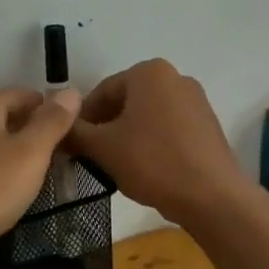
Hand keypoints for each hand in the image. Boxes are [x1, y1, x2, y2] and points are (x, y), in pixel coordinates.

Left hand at [0, 88, 82, 258]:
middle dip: (33, 137)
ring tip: (36, 183)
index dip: (53, 114)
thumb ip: (52, 121)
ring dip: (15, 158)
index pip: (27, 96)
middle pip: (7, 118)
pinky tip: (5, 196)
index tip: (73, 141)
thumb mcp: (30, 153)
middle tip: (59, 165)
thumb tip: (70, 91)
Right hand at [66, 59, 246, 224]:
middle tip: (91, 156)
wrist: (212, 196)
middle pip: (125, 102)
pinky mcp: (207, 125)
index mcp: (148, 72)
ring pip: (146, 116)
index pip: (101, 92)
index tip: (72, 145)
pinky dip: (151, 143)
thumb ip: (74, 133)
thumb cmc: (152, 162)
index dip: (81, 119)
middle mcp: (175, 77)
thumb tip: (57, 130)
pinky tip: (145, 169)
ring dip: (127, 137)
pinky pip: (168, 128)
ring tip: (116, 166)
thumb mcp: (103, 148)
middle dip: (105, 127)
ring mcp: (196, 101)